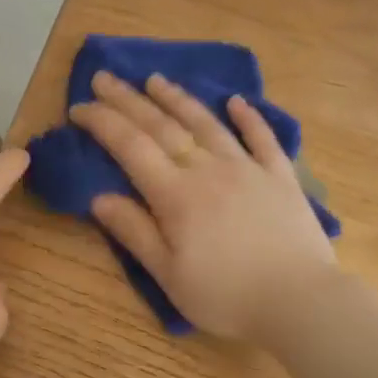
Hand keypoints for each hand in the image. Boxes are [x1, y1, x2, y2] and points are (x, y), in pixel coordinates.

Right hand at [69, 70, 336, 341]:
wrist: (299, 300)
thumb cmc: (225, 296)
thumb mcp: (168, 274)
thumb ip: (134, 232)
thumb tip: (98, 197)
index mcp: (176, 195)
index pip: (130, 147)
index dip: (102, 122)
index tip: (78, 106)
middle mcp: (208, 170)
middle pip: (162, 126)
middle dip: (129, 99)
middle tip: (104, 77)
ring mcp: (248, 168)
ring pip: (207, 124)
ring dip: (178, 99)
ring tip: (156, 80)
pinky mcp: (281, 177)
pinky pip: (262, 138)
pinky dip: (248, 117)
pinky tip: (236, 102)